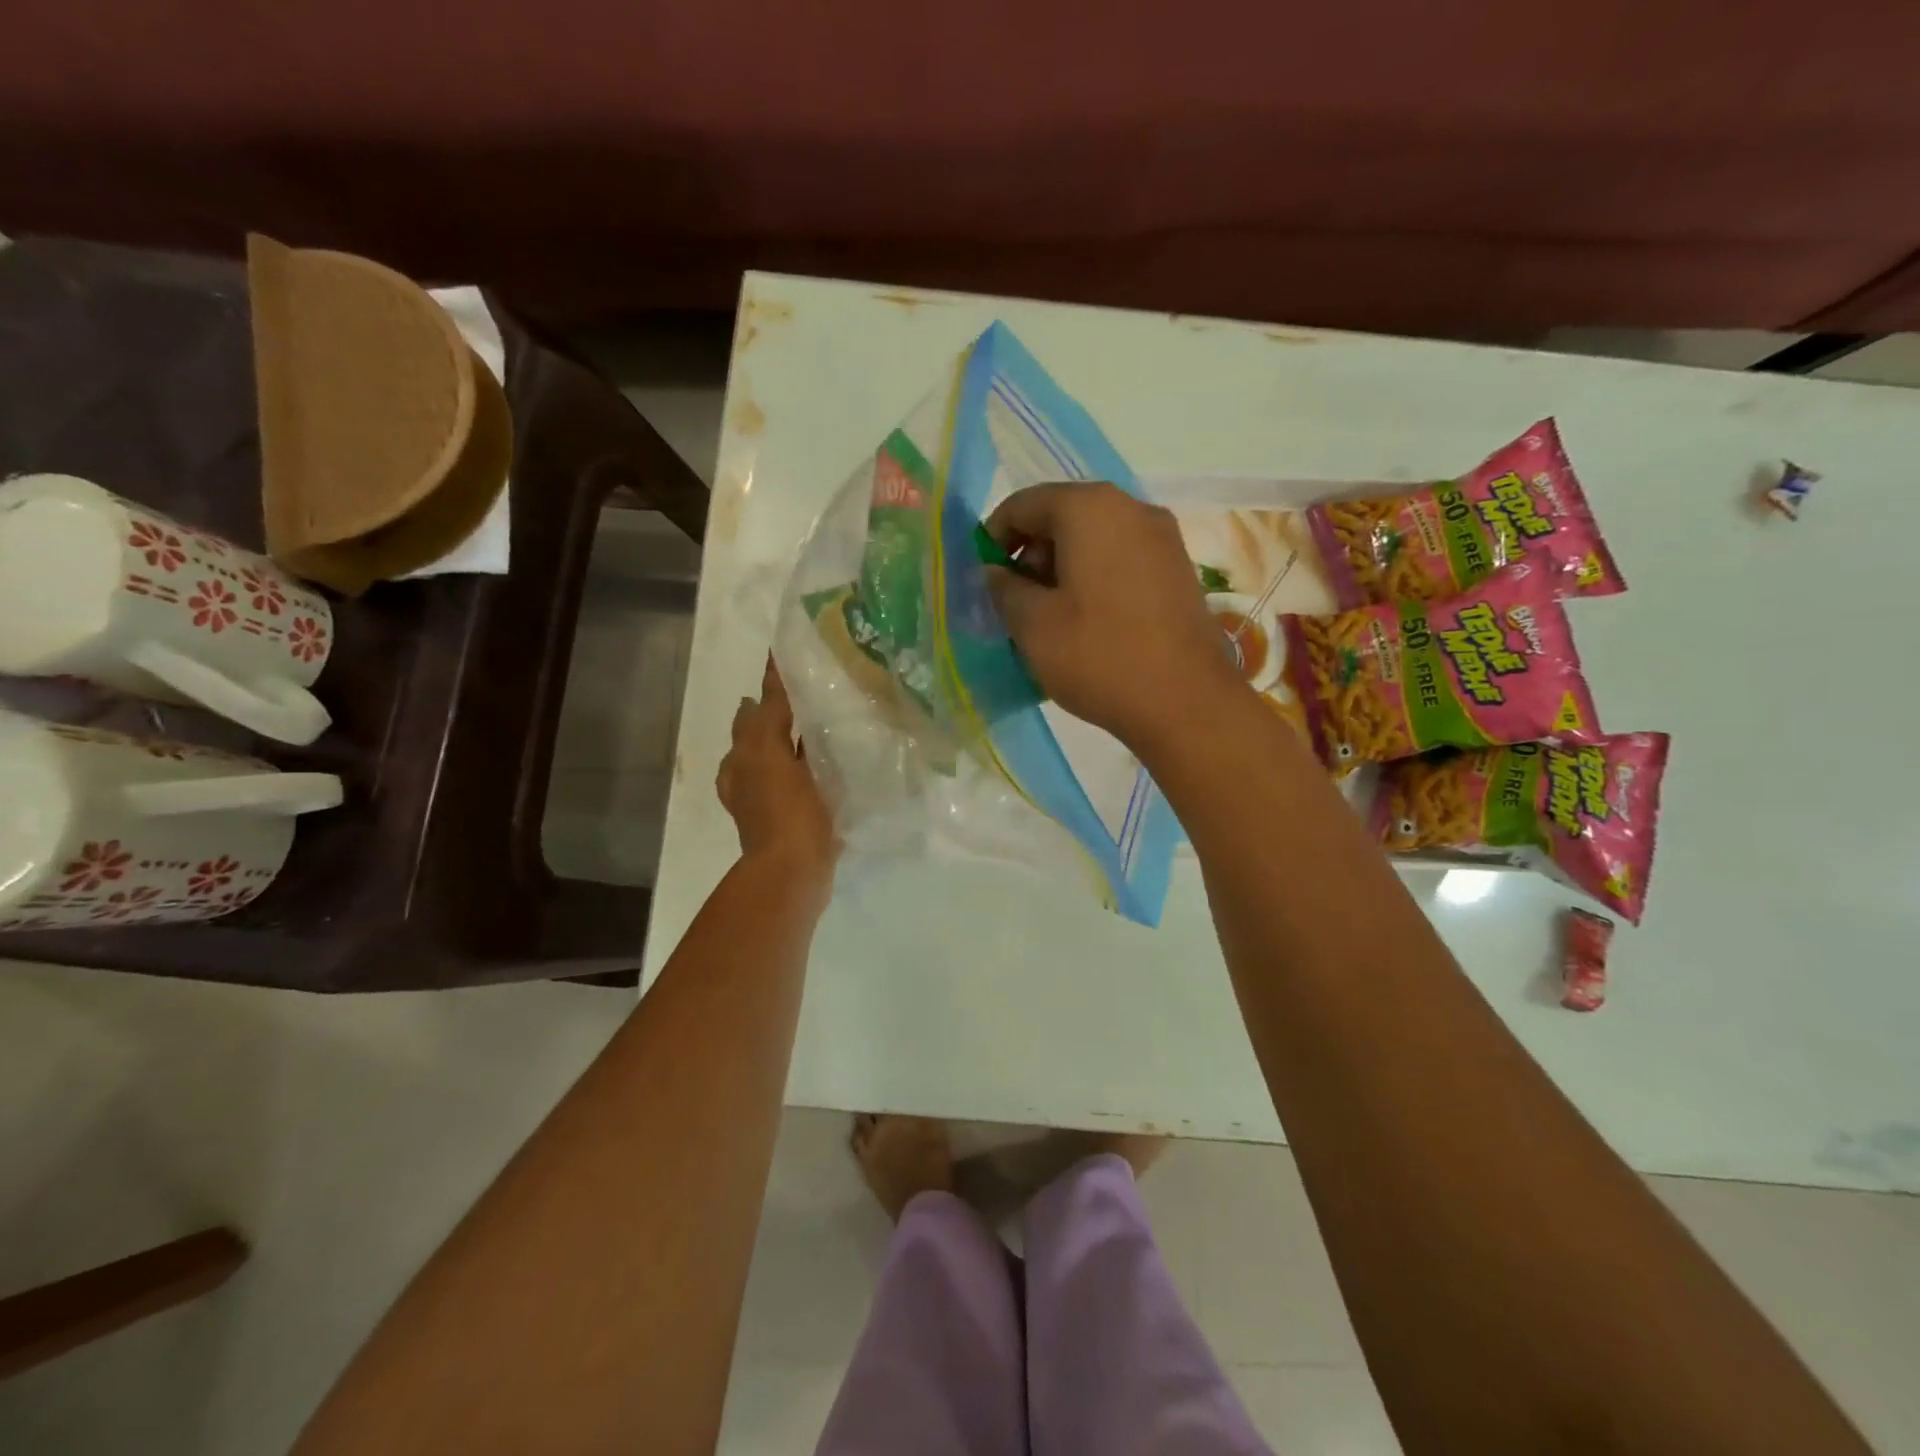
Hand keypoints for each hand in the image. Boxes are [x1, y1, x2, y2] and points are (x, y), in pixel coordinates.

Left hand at [719, 657, 837, 877]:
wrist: (794, 873)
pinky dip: (811, 771)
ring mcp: (774, 802)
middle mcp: (752, 778)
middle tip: (805, 693)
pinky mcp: (797, 820)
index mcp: (745, 759)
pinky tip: (831, 767)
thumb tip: (763, 681)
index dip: (769, 687)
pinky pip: (803, 784)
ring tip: (820, 726)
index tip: (784, 660)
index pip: (757, 712)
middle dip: (775, 716)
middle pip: (762, 737)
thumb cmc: (784, 811)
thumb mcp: (771, 754)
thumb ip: (771, 716)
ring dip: (794, 743)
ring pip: (782, 760)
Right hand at [985, 482, 1240, 749]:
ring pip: (1093, 540)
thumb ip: (1004, 588)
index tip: (984, 581)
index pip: (1023, 504)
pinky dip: (1094, 580)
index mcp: (1090, 508)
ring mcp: (1162, 538)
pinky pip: (1121, 560)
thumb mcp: (1033, 624)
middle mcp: (1131, 508)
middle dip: (1030, 556)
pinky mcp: (1178, 570)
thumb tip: (995, 572)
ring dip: (1062, 570)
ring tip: (1050, 620)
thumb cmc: (1099, 656)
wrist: (1185, 702)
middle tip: (1016, 605)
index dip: (993, 539)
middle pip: (1062, 517)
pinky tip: (1087, 623)